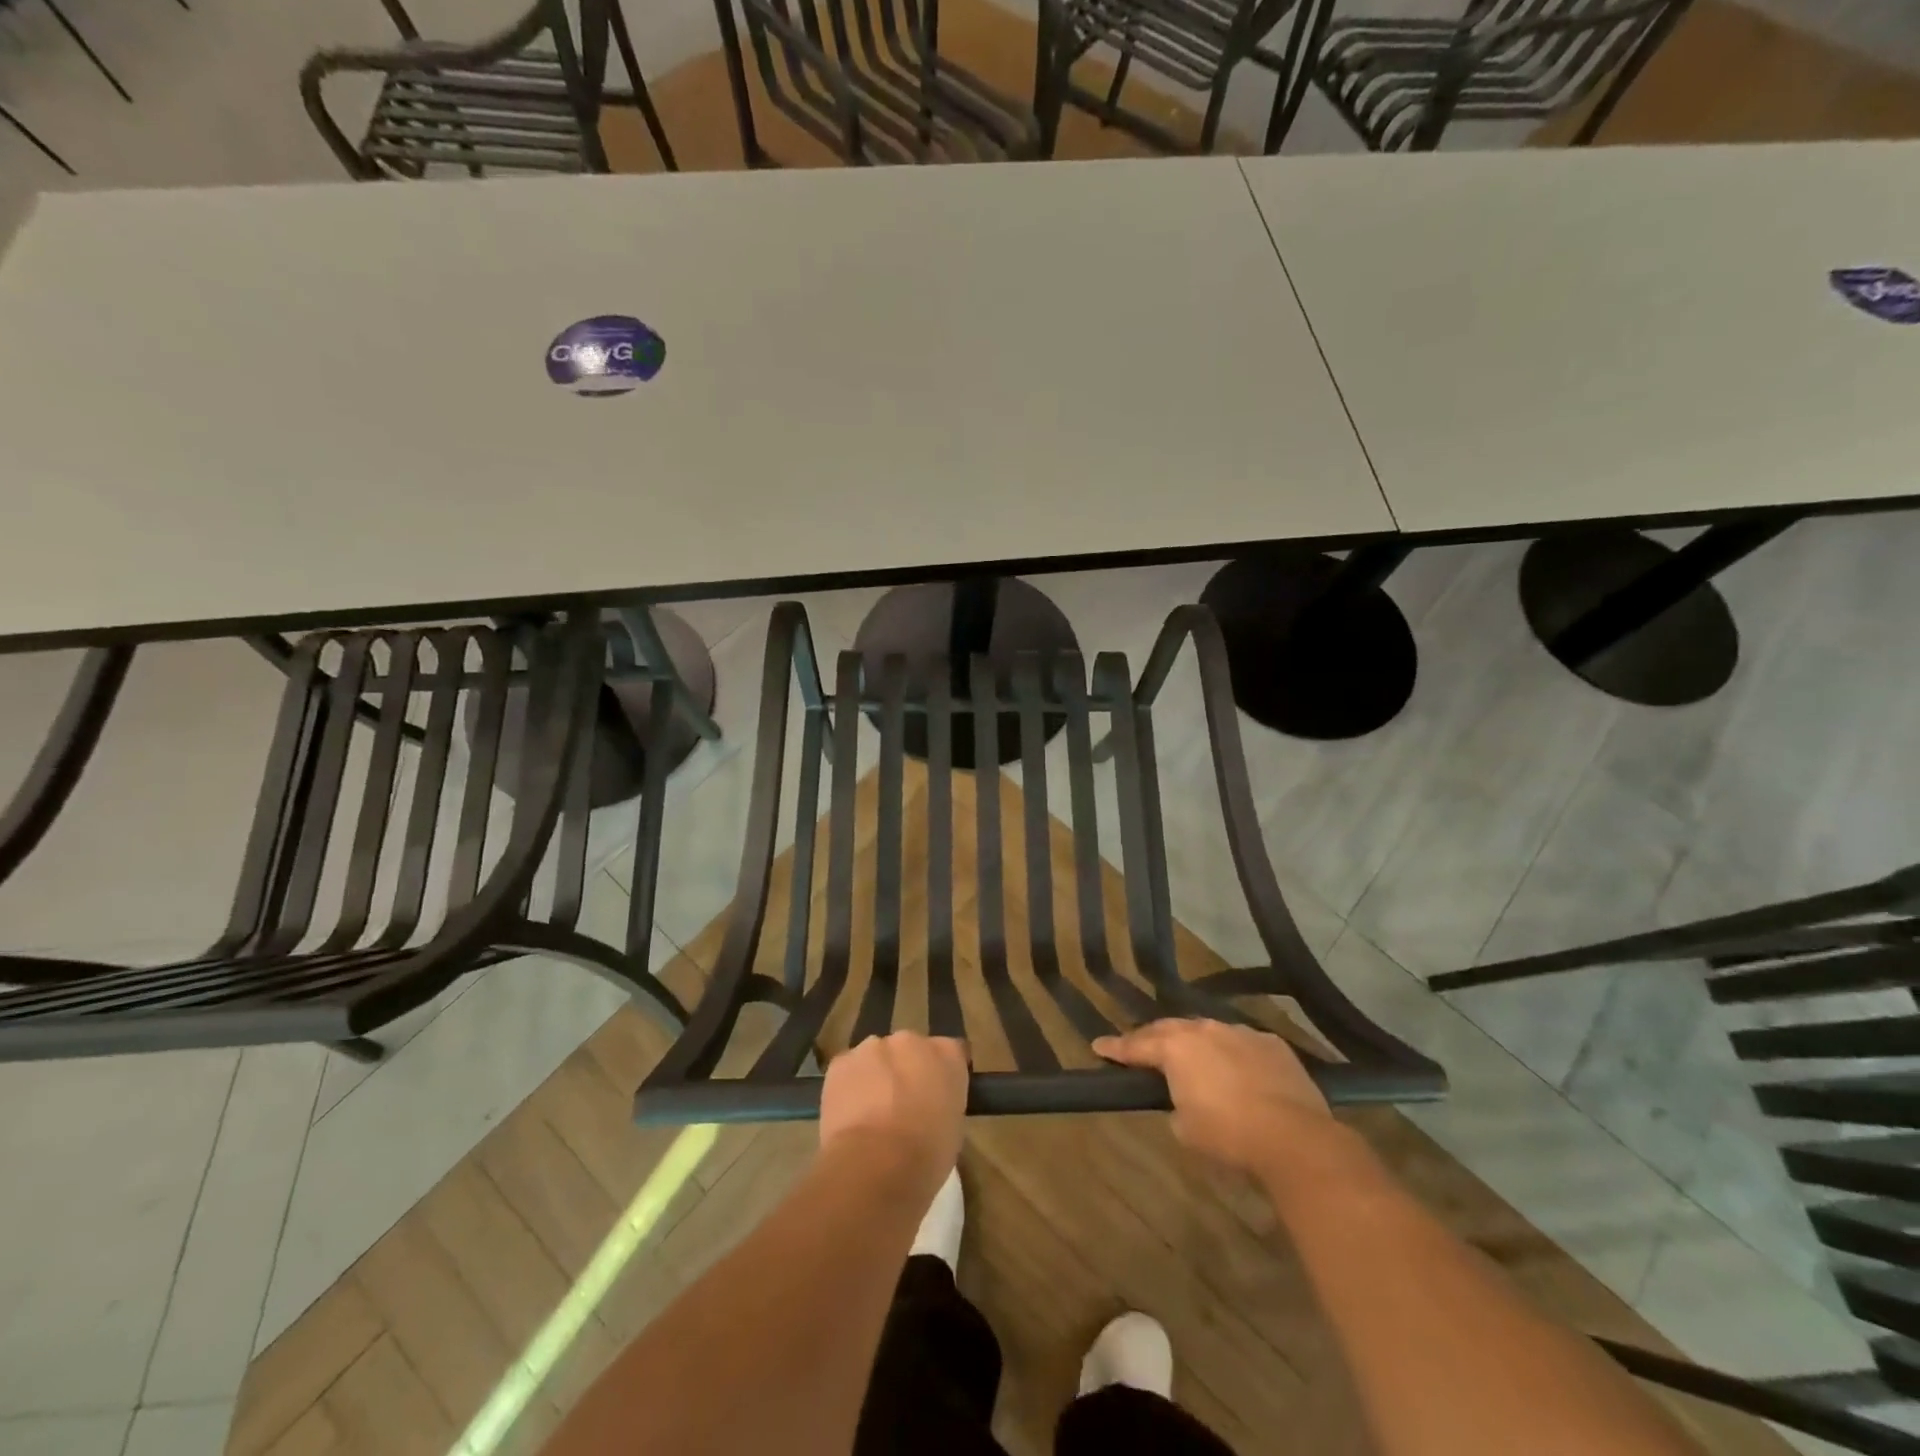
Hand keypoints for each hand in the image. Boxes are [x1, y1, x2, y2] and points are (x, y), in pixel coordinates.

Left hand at [819, 1032, 968, 1196]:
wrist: (876, 1163)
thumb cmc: (927, 1155)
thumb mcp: (953, 1128)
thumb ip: (943, 1102)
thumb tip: (930, 1106)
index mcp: (947, 1054)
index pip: (951, 1052)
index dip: (942, 1073)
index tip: (937, 1094)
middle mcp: (912, 1040)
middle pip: (910, 1049)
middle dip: (906, 1070)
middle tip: (902, 1104)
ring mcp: (874, 1046)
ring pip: (876, 1057)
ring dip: (876, 1075)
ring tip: (871, 1113)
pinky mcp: (841, 1061)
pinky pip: (848, 1070)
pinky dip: (848, 1086)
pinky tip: (849, 1115)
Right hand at [1094, 1019, 1332, 1174]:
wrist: (1293, 1137)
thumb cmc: (1228, 1135)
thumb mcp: (1186, 1129)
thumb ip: (1176, 1106)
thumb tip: (1183, 1101)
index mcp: (1176, 1048)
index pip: (1137, 1045)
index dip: (1116, 1048)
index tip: (1099, 1046)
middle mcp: (1205, 1030)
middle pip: (1170, 1030)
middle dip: (1153, 1039)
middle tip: (1140, 1048)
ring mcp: (1241, 1033)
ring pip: (1209, 1032)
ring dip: (1197, 1044)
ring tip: (1192, 1058)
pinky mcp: (1272, 1044)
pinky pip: (1242, 1043)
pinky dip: (1233, 1053)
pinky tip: (1237, 1069)